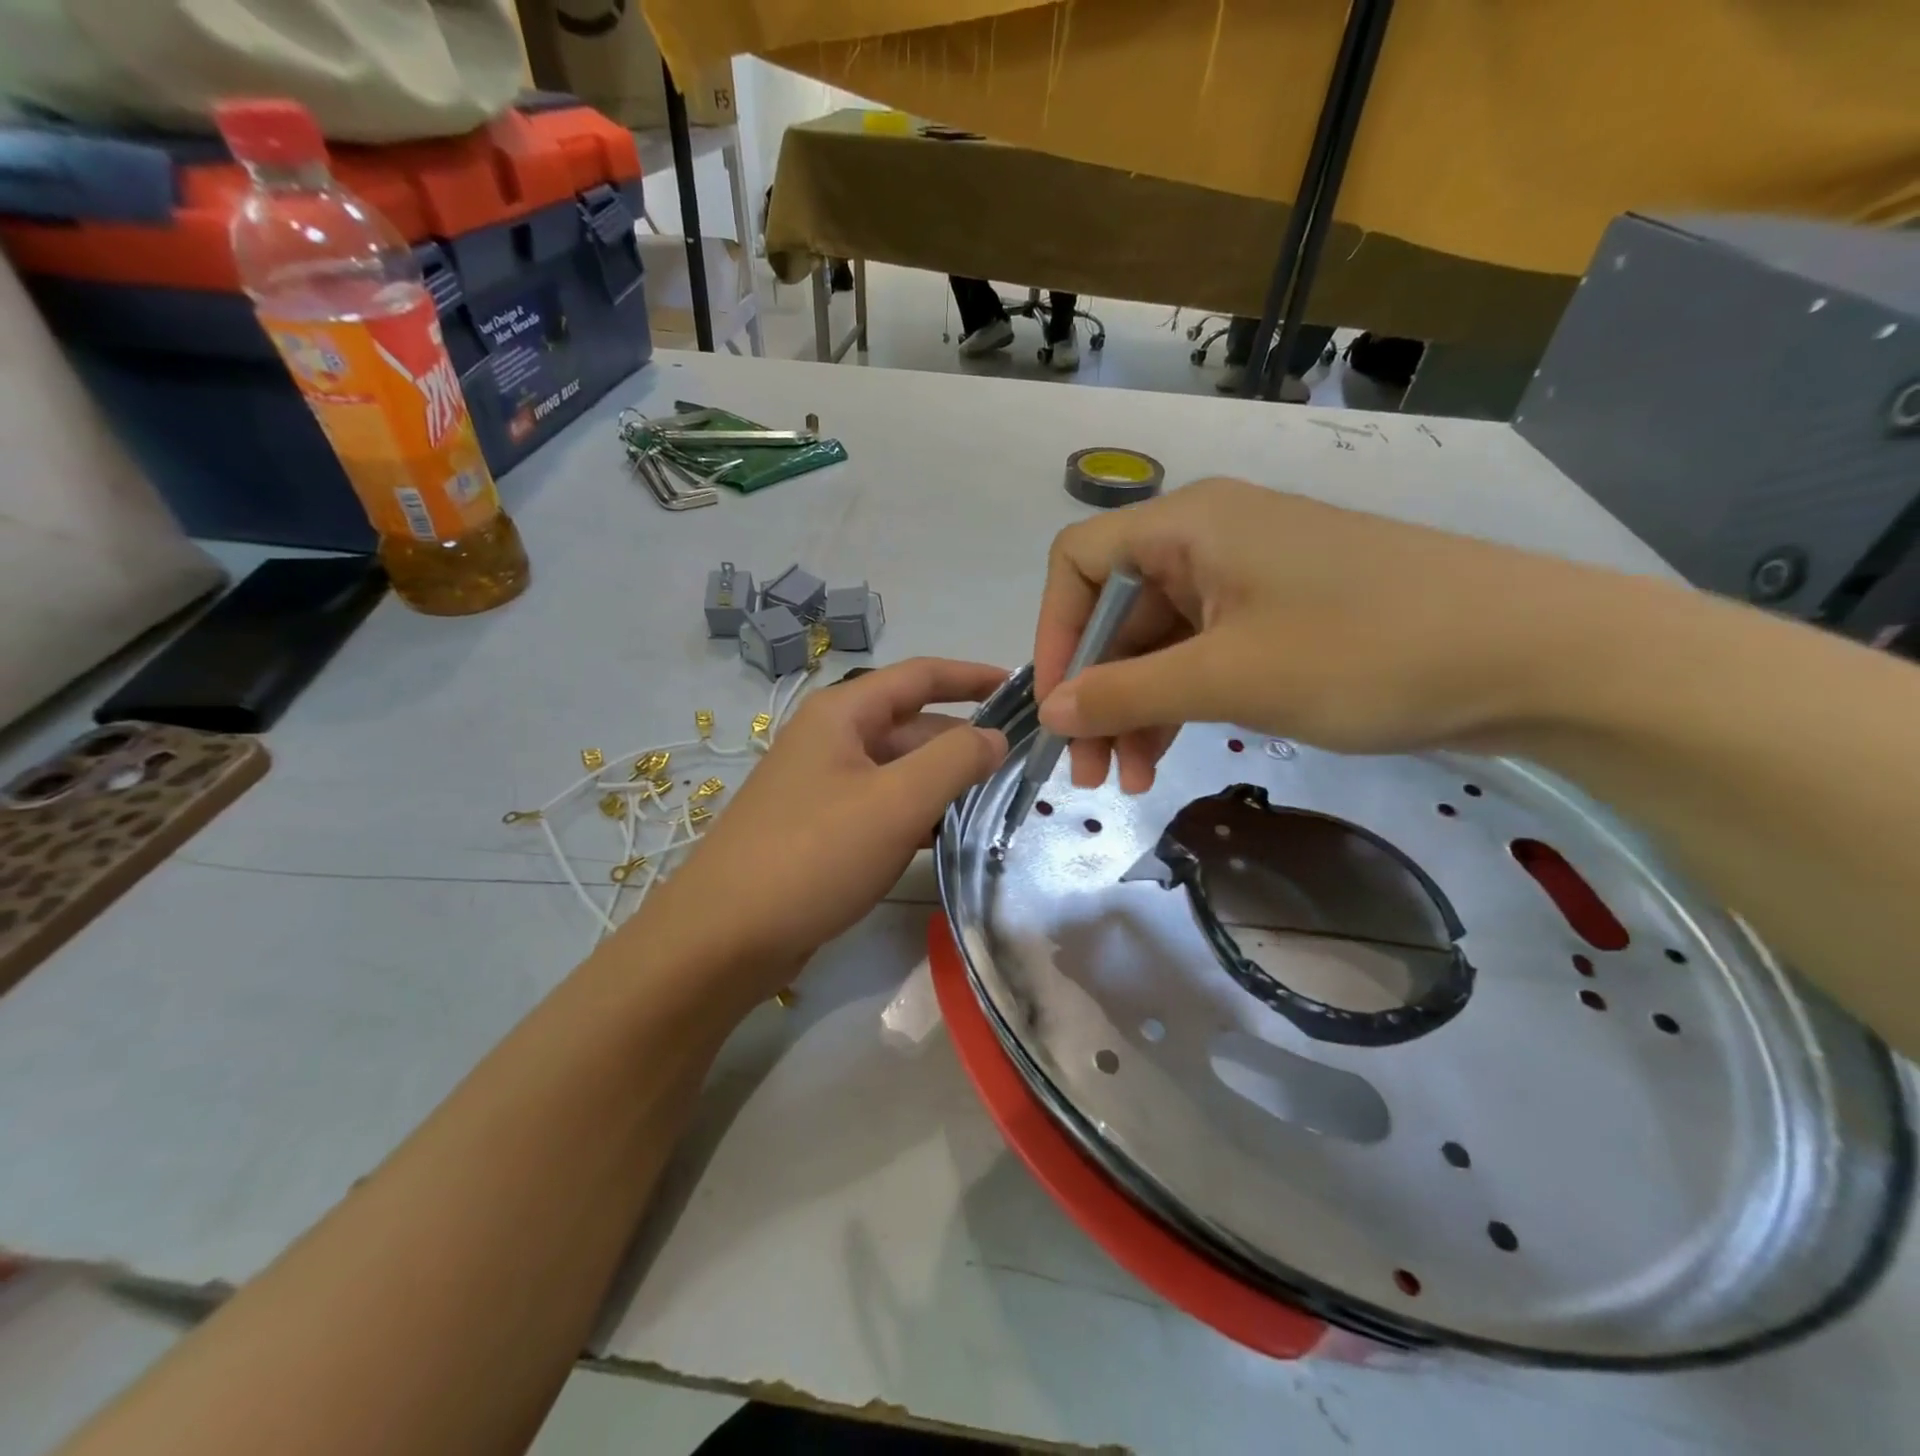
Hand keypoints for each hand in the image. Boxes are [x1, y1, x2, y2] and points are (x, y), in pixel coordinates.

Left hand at [632, 658, 1008, 996]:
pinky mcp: (822, 828)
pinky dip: (918, 814)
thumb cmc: (813, 855)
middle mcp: (831, 739)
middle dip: (965, 742)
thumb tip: (996, 736)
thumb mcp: (896, 802)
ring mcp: (824, 786)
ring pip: (900, 770)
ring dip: (945, 782)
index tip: (1022, 690)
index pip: (921, 675)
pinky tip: (949, 837)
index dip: (973, 676)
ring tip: (999, 803)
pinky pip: (883, 806)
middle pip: (913, 726)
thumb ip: (955, 761)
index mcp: (843, 714)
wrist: (723, 938)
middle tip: (1023, 767)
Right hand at [1035, 478, 1623, 788]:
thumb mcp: (1228, 678)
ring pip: (1158, 643)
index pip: (1077, 563)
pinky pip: (1203, 656)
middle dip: (1096, 691)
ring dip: (1134, 708)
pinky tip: (1169, 757)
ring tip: (1130, 781)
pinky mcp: (1280, 616)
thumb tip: (1050, 712)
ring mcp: (1247, 579)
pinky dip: (1179, 704)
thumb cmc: (1366, 652)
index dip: (1053, 634)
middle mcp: (1208, 540)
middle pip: (1116, 612)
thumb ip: (1125, 693)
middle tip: (1090, 772)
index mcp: (1188, 525)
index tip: (1058, 708)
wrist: (1535, 656)